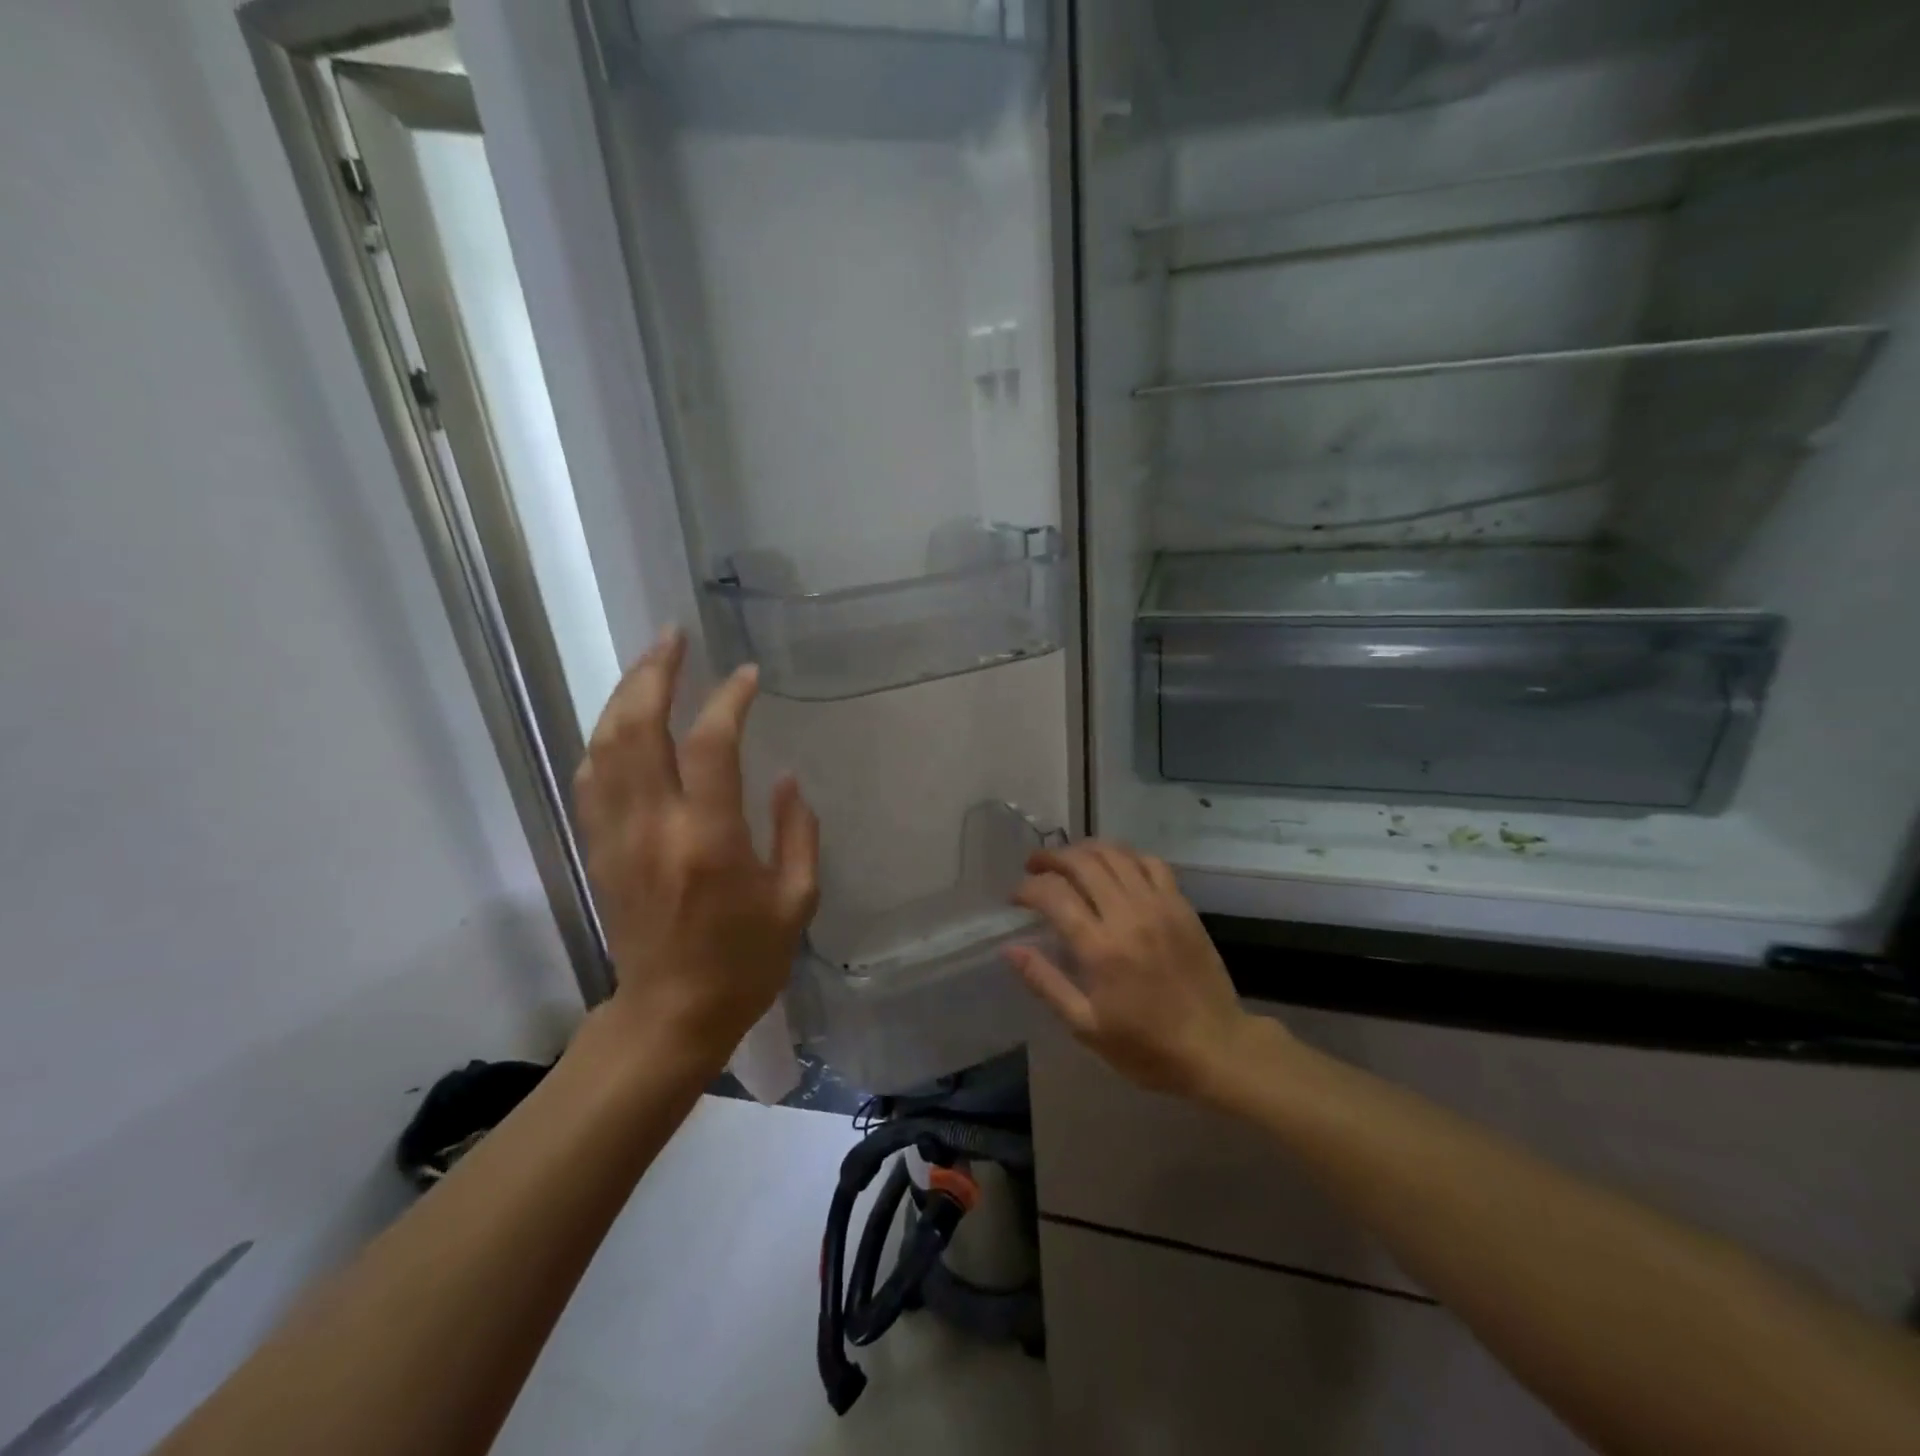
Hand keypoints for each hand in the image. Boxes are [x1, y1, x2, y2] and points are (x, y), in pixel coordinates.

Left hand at [572, 628, 819, 1066]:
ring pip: (604, 745)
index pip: (712, 745)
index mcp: (710, 841)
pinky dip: (606, 738)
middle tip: (674, 636)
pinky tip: (623, 721)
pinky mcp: (598, 850)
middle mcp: (654, 828)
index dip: (729, 699)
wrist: (671, 1015)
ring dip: (624, 695)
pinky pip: (592, 777)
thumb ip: (798, 832)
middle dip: (654, 673)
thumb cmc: (746, 962)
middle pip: (637, 728)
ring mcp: (616, 837)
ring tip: (650, 663)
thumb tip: (786, 778)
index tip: (747, 675)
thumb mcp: (796, 901)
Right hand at [1006, 841, 1260, 1098]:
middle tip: (1034, 867)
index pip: (1053, 895)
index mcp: (1100, 948)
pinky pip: (1151, 863)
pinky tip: (1114, 867)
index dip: (1027, 888)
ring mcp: (1159, 905)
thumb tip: (1010, 949)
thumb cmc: (1146, 1046)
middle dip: (1050, 858)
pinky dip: (1126, 856)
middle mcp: (1128, 915)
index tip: (1015, 897)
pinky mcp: (1181, 905)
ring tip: (1068, 860)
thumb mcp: (1086, 1026)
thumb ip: (1045, 982)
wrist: (1216, 1047)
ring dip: (1085, 850)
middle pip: (1082, 863)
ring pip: (1115, 854)